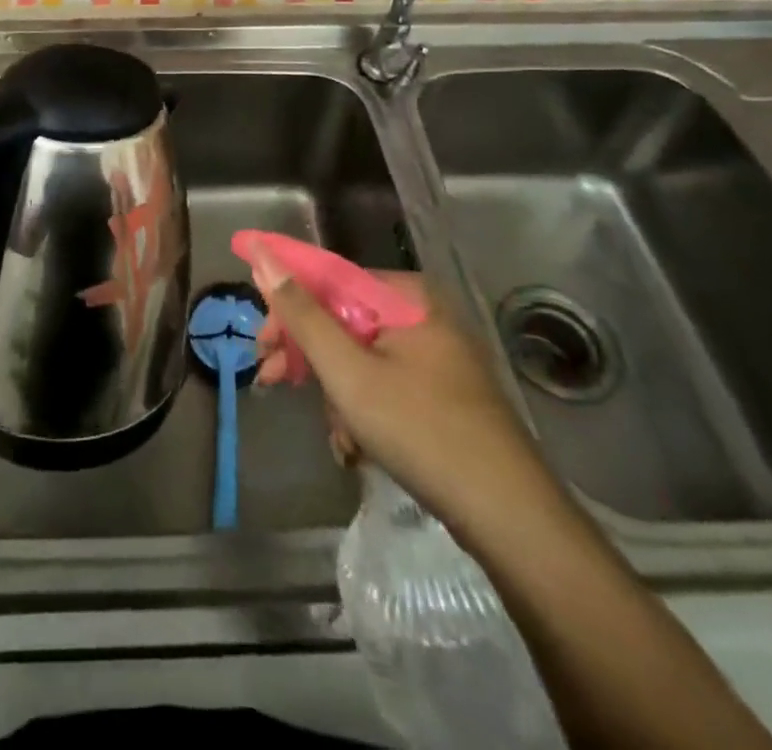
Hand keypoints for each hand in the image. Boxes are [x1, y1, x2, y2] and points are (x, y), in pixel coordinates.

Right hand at [251, 243, 527, 499]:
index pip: (328, 281)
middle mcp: (423, 312)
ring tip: (336, 434)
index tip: (261, 346)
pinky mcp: (443, 388)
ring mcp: (437, 352)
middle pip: (343, 319)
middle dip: (308, 356)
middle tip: (273, 382)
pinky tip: (357, 444)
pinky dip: (363, 406)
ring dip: (335, 391)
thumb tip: (262, 254)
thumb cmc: (421, 431)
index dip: (287, 309)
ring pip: (360, 355)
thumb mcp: (349, 372)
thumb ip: (302, 314)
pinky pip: (384, 380)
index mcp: (406, 294)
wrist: (510, 516)